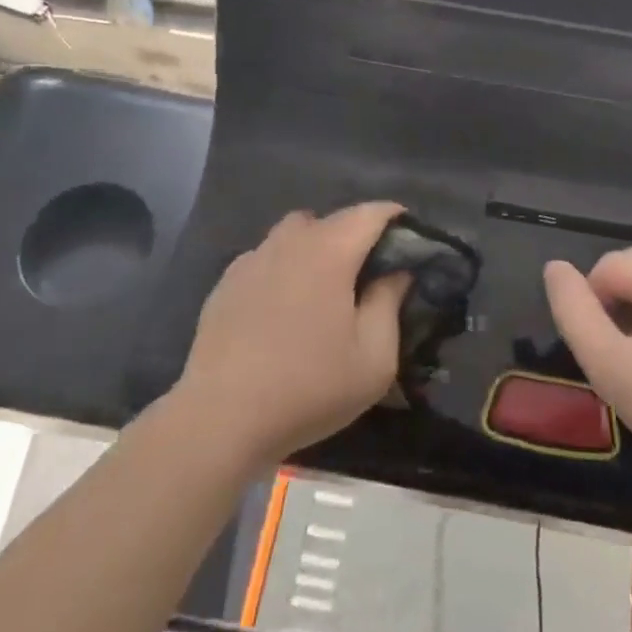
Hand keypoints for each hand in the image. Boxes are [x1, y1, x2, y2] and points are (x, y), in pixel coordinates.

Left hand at [178, 204, 406, 465]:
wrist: (222, 418)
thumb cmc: (309, 387)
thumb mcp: (374, 358)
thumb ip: (389, 304)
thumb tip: (397, 272)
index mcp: (329, 252)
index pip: (369, 213)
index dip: (394, 217)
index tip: (410, 237)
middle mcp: (289, 243)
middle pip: (330, 219)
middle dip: (355, 234)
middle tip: (369, 271)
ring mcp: (252, 260)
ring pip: (292, 233)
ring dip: (315, 246)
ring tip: (324, 285)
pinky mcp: (226, 283)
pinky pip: (265, 258)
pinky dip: (282, 268)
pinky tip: (283, 306)